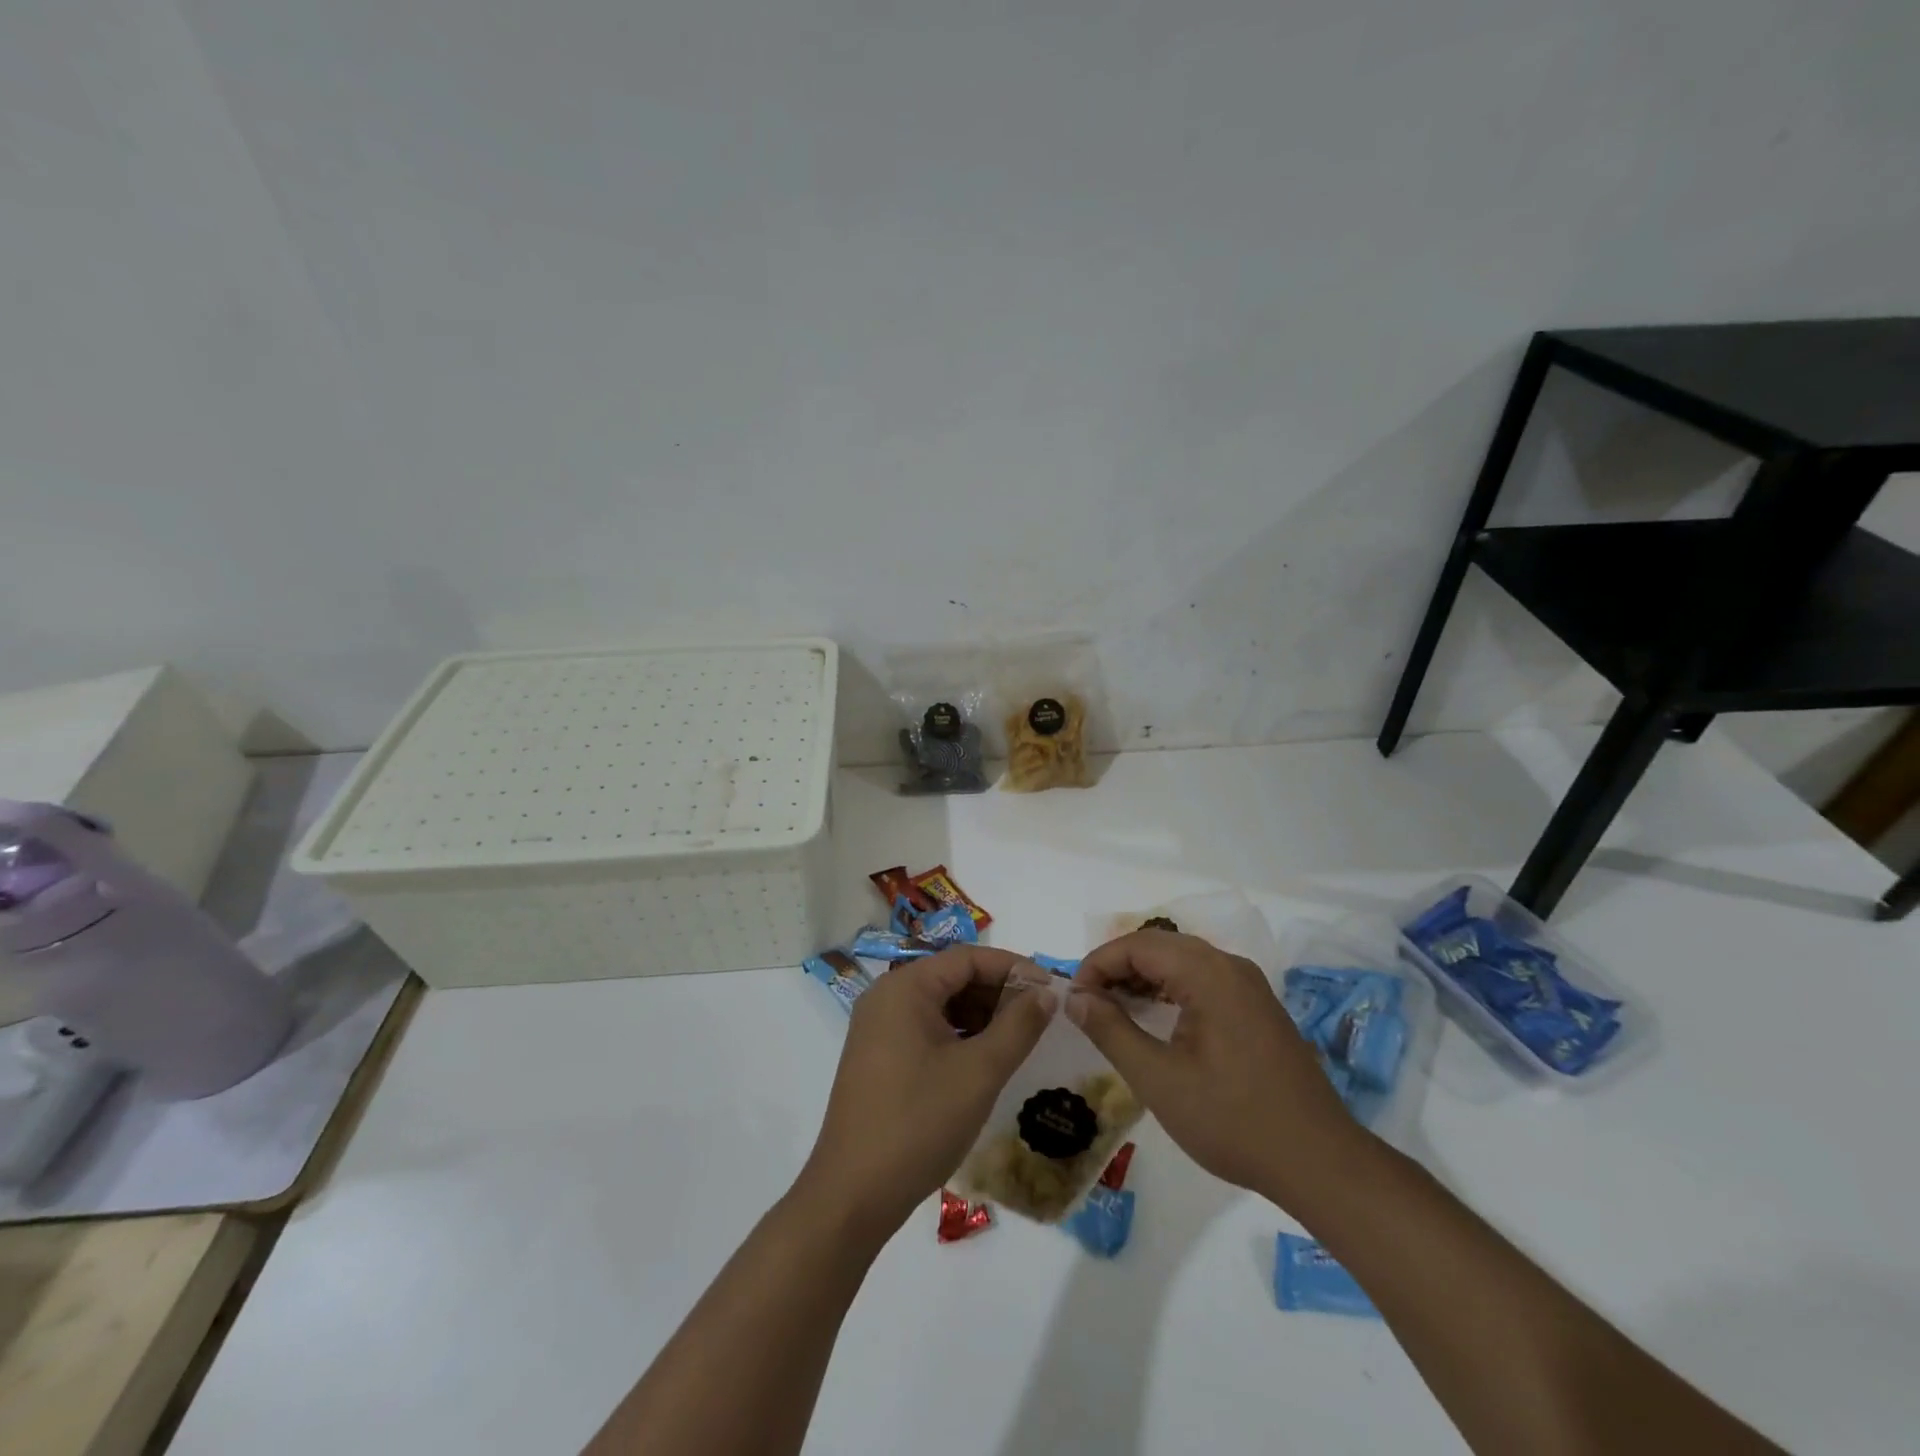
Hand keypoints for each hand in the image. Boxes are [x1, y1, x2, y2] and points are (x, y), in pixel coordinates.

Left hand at [797, 946, 1055, 1241]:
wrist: (853, 1195)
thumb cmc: (919, 1122)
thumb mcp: (979, 1071)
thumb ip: (1018, 1026)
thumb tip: (1046, 992)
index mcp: (905, 988)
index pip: (967, 958)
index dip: (1012, 968)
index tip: (1051, 989)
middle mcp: (886, 998)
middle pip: (952, 978)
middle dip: (998, 993)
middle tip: (1041, 1017)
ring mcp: (878, 1029)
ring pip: (941, 1006)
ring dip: (981, 1016)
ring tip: (1021, 1039)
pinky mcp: (878, 1058)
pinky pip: (926, 1030)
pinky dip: (959, 1037)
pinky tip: (986, 1060)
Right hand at [1068, 930, 1362, 1209]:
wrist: (1318, 1162)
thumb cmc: (1232, 1120)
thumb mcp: (1158, 1079)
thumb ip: (1111, 1031)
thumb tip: (1076, 998)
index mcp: (1208, 973)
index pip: (1138, 945)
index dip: (1098, 964)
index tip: (1074, 999)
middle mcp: (1230, 966)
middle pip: (1160, 946)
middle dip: (1118, 968)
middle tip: (1088, 1003)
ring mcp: (1249, 986)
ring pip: (1182, 961)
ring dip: (1143, 977)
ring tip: (1112, 1010)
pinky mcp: (1257, 1007)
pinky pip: (1203, 980)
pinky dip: (1170, 989)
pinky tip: (1155, 1018)